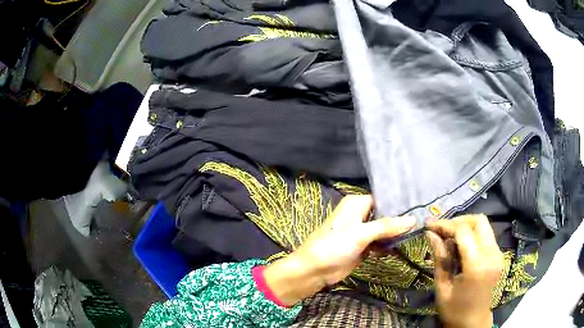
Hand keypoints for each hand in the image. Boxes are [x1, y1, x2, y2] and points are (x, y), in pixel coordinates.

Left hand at [264, 195, 415, 305]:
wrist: (314, 270)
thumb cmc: (334, 246)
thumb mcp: (361, 233)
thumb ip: (387, 226)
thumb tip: (413, 219)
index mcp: (357, 204)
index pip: (383, 199)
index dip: (399, 204)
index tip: (419, 207)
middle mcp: (360, 215)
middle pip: (385, 215)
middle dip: (400, 220)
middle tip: (421, 222)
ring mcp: (362, 232)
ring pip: (384, 230)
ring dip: (395, 235)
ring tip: (415, 235)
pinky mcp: (362, 247)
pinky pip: (379, 243)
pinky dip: (387, 246)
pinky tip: (398, 249)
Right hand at [426, 215, 503, 327]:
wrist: (473, 322)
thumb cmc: (454, 310)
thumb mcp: (442, 287)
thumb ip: (439, 258)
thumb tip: (430, 234)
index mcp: (477, 267)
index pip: (464, 231)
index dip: (446, 225)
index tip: (430, 226)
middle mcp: (492, 255)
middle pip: (479, 221)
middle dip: (458, 221)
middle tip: (442, 230)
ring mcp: (498, 254)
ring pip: (484, 225)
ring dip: (466, 226)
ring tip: (449, 236)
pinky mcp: (499, 255)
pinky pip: (486, 235)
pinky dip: (473, 234)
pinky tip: (461, 245)